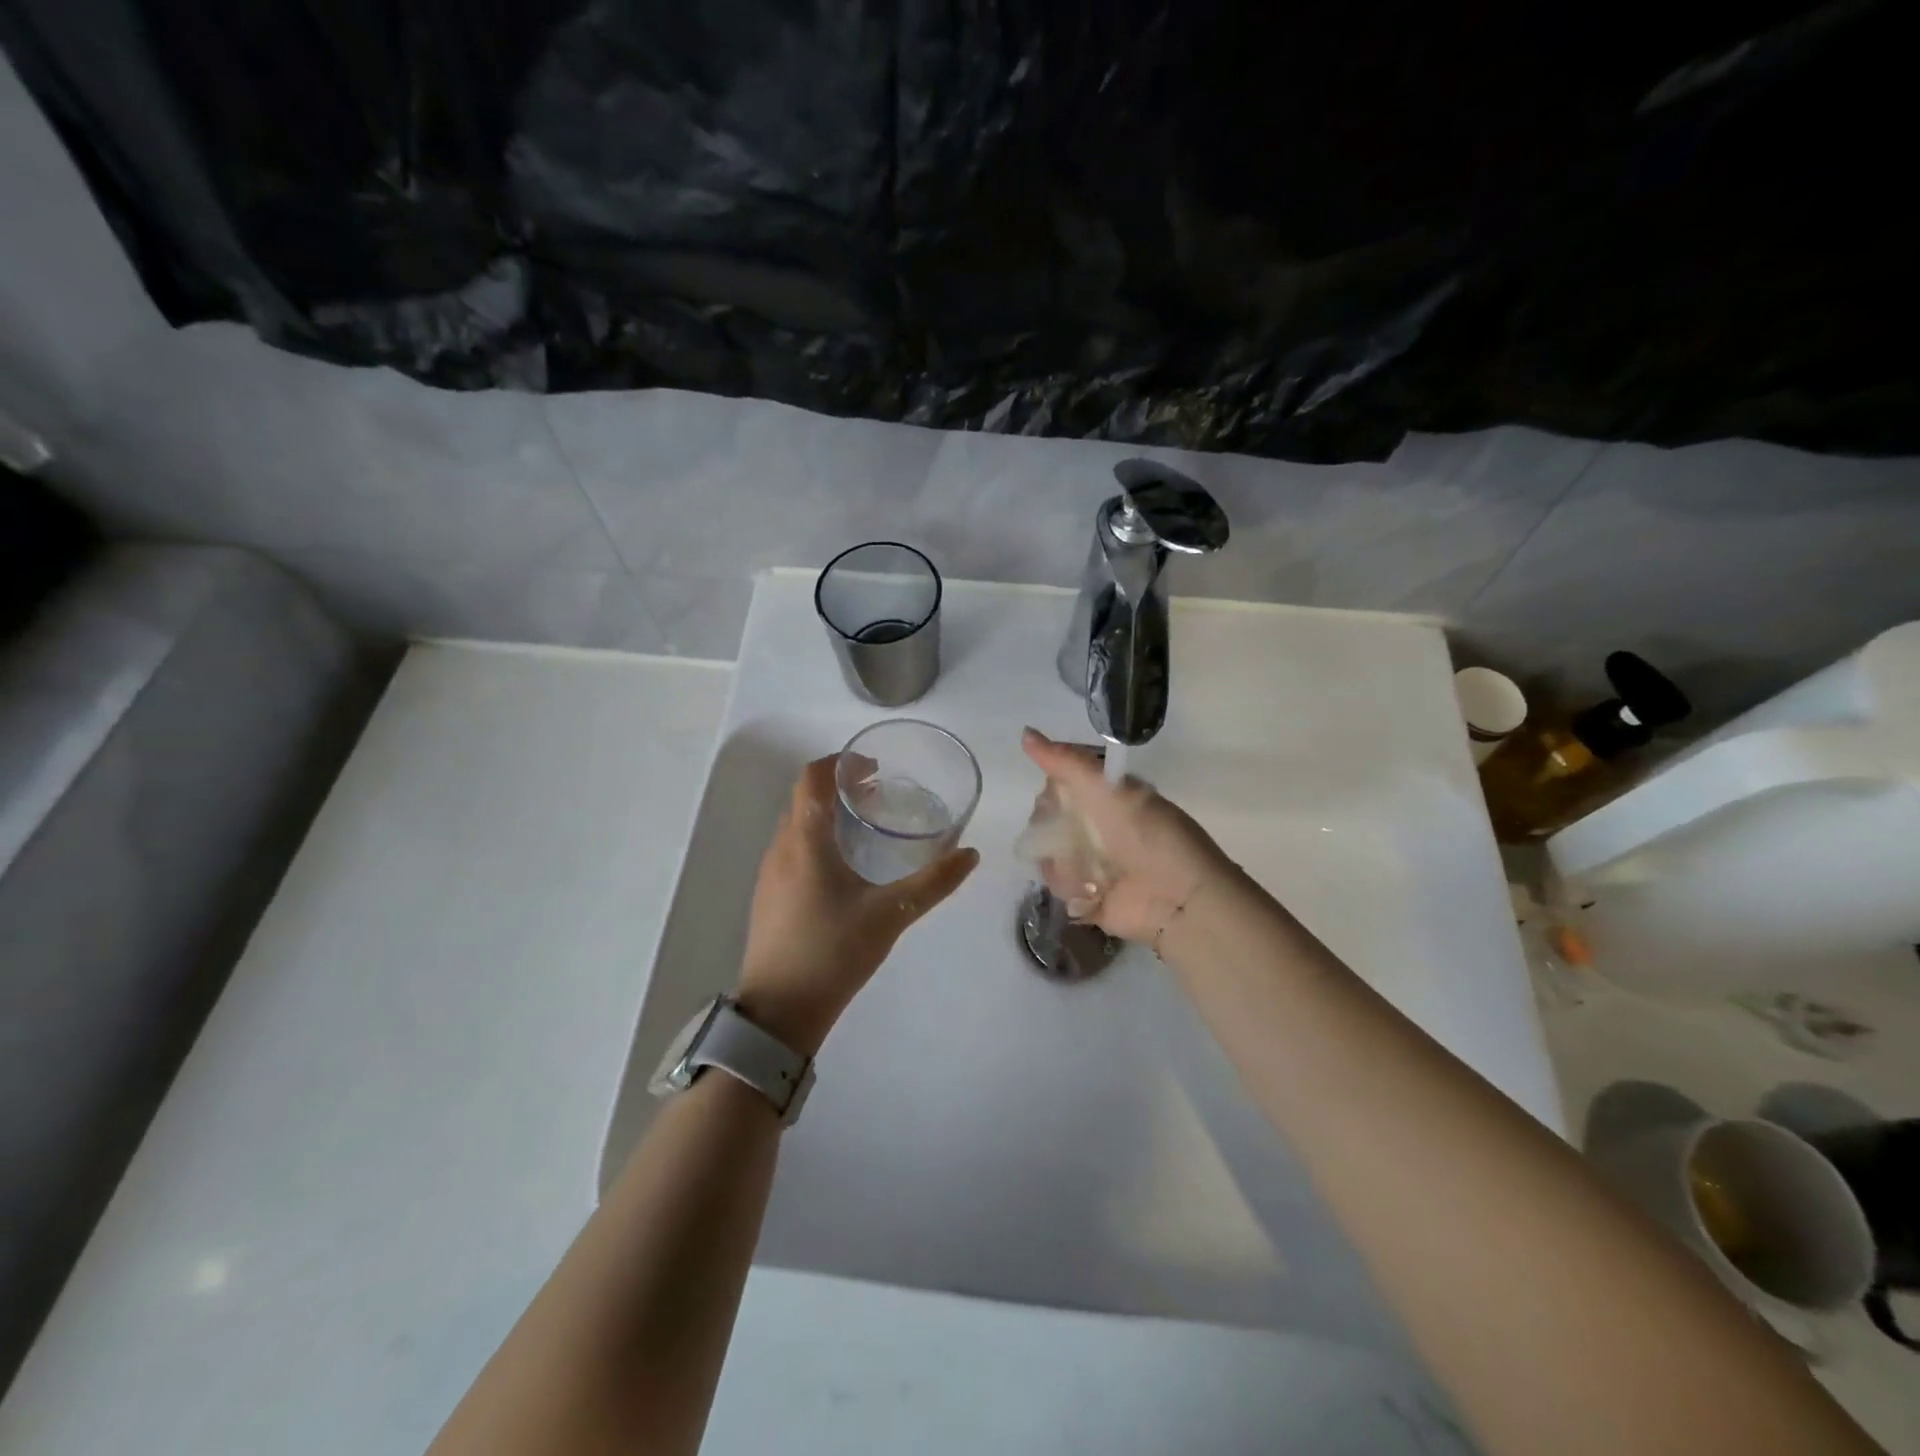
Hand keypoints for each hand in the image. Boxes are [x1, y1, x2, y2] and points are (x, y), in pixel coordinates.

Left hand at [737, 755, 978, 1055]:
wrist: (780, 1012)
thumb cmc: (834, 952)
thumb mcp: (891, 915)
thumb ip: (934, 882)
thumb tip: (970, 855)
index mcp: (805, 841)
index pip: (811, 778)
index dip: (840, 763)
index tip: (874, 767)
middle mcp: (780, 849)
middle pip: (804, 798)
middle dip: (839, 787)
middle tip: (878, 794)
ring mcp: (769, 874)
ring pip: (797, 825)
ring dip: (827, 814)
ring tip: (866, 826)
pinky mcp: (768, 897)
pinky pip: (792, 849)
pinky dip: (817, 839)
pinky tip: (845, 867)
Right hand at [1020, 728, 1233, 944]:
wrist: (1177, 895)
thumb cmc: (1147, 833)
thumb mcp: (1106, 787)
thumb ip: (1065, 761)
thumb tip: (1025, 732)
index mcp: (1104, 797)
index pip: (1057, 785)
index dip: (1051, 791)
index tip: (1056, 797)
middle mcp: (1095, 827)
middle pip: (1047, 820)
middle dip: (1052, 828)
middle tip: (1073, 835)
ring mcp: (1089, 862)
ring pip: (1048, 853)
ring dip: (1062, 861)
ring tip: (1088, 868)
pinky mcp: (1087, 895)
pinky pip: (1058, 885)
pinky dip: (1071, 886)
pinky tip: (1091, 888)